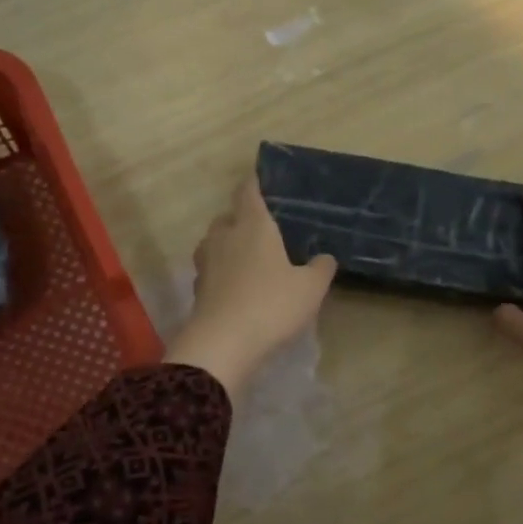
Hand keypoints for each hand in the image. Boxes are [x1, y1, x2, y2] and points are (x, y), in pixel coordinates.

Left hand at [165, 174, 336, 395]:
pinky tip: (237, 288)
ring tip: (249, 259)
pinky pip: (211, 270)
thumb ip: (321, 268)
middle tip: (263, 230)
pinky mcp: (198, 289)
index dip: (255, 183)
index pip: (249, 192)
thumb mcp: (310, 288)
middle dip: (242, 219)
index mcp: (253, 226)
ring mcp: (206, 263)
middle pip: (228, 217)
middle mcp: (225, 236)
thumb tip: (325, 257)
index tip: (261, 179)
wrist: (223, 344)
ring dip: (229, 246)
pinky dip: (222, 273)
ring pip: (215, 243)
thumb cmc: (271, 305)